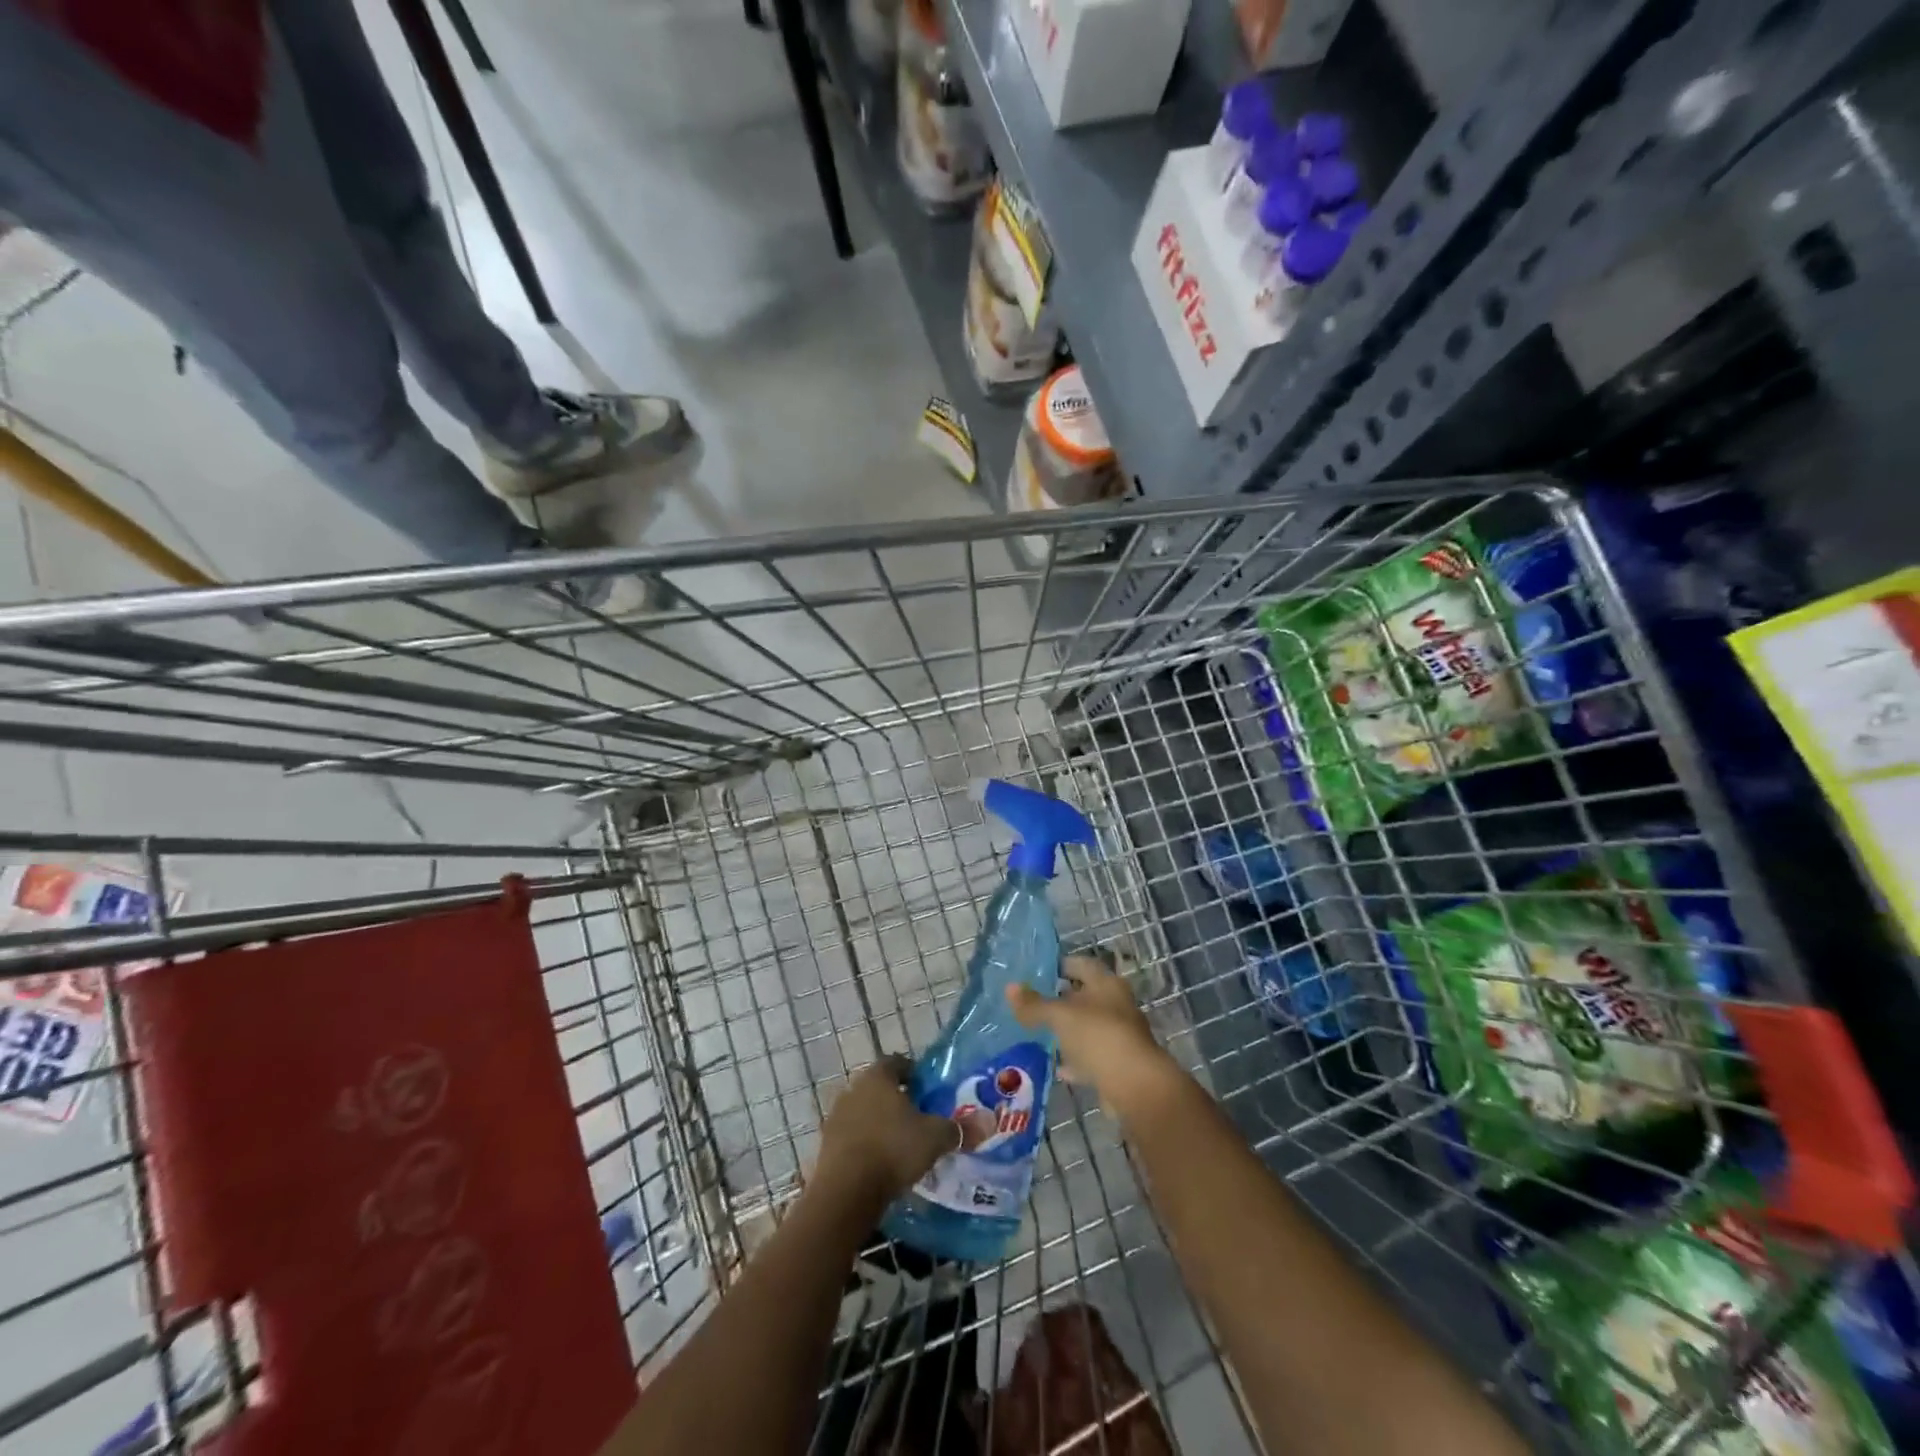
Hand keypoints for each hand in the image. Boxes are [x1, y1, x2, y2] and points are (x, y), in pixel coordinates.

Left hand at [814, 1055, 959, 1210]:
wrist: (846, 1192)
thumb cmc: (893, 1149)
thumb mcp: (934, 1138)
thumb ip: (958, 1129)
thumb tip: (988, 1123)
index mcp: (878, 1077)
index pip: (897, 1062)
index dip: (913, 1072)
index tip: (927, 1087)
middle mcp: (854, 1089)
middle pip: (879, 1088)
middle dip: (897, 1099)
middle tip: (919, 1116)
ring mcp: (836, 1117)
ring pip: (864, 1112)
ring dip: (879, 1123)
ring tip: (901, 1143)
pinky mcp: (827, 1146)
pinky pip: (852, 1137)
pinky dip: (866, 1144)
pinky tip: (881, 1163)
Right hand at [1007, 956, 1184, 1120]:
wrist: (1135, 1086)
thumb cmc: (1098, 1037)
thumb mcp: (1060, 1016)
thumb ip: (1034, 1004)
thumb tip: (1009, 987)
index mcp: (1106, 984)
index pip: (1082, 964)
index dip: (1061, 964)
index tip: (1038, 971)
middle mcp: (1117, 1005)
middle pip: (1086, 996)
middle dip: (1062, 999)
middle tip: (1033, 1002)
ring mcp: (1119, 1035)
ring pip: (1088, 1027)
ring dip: (1068, 1030)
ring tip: (1039, 1032)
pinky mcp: (1118, 1064)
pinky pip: (1091, 1056)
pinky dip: (1075, 1059)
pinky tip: (1057, 1065)